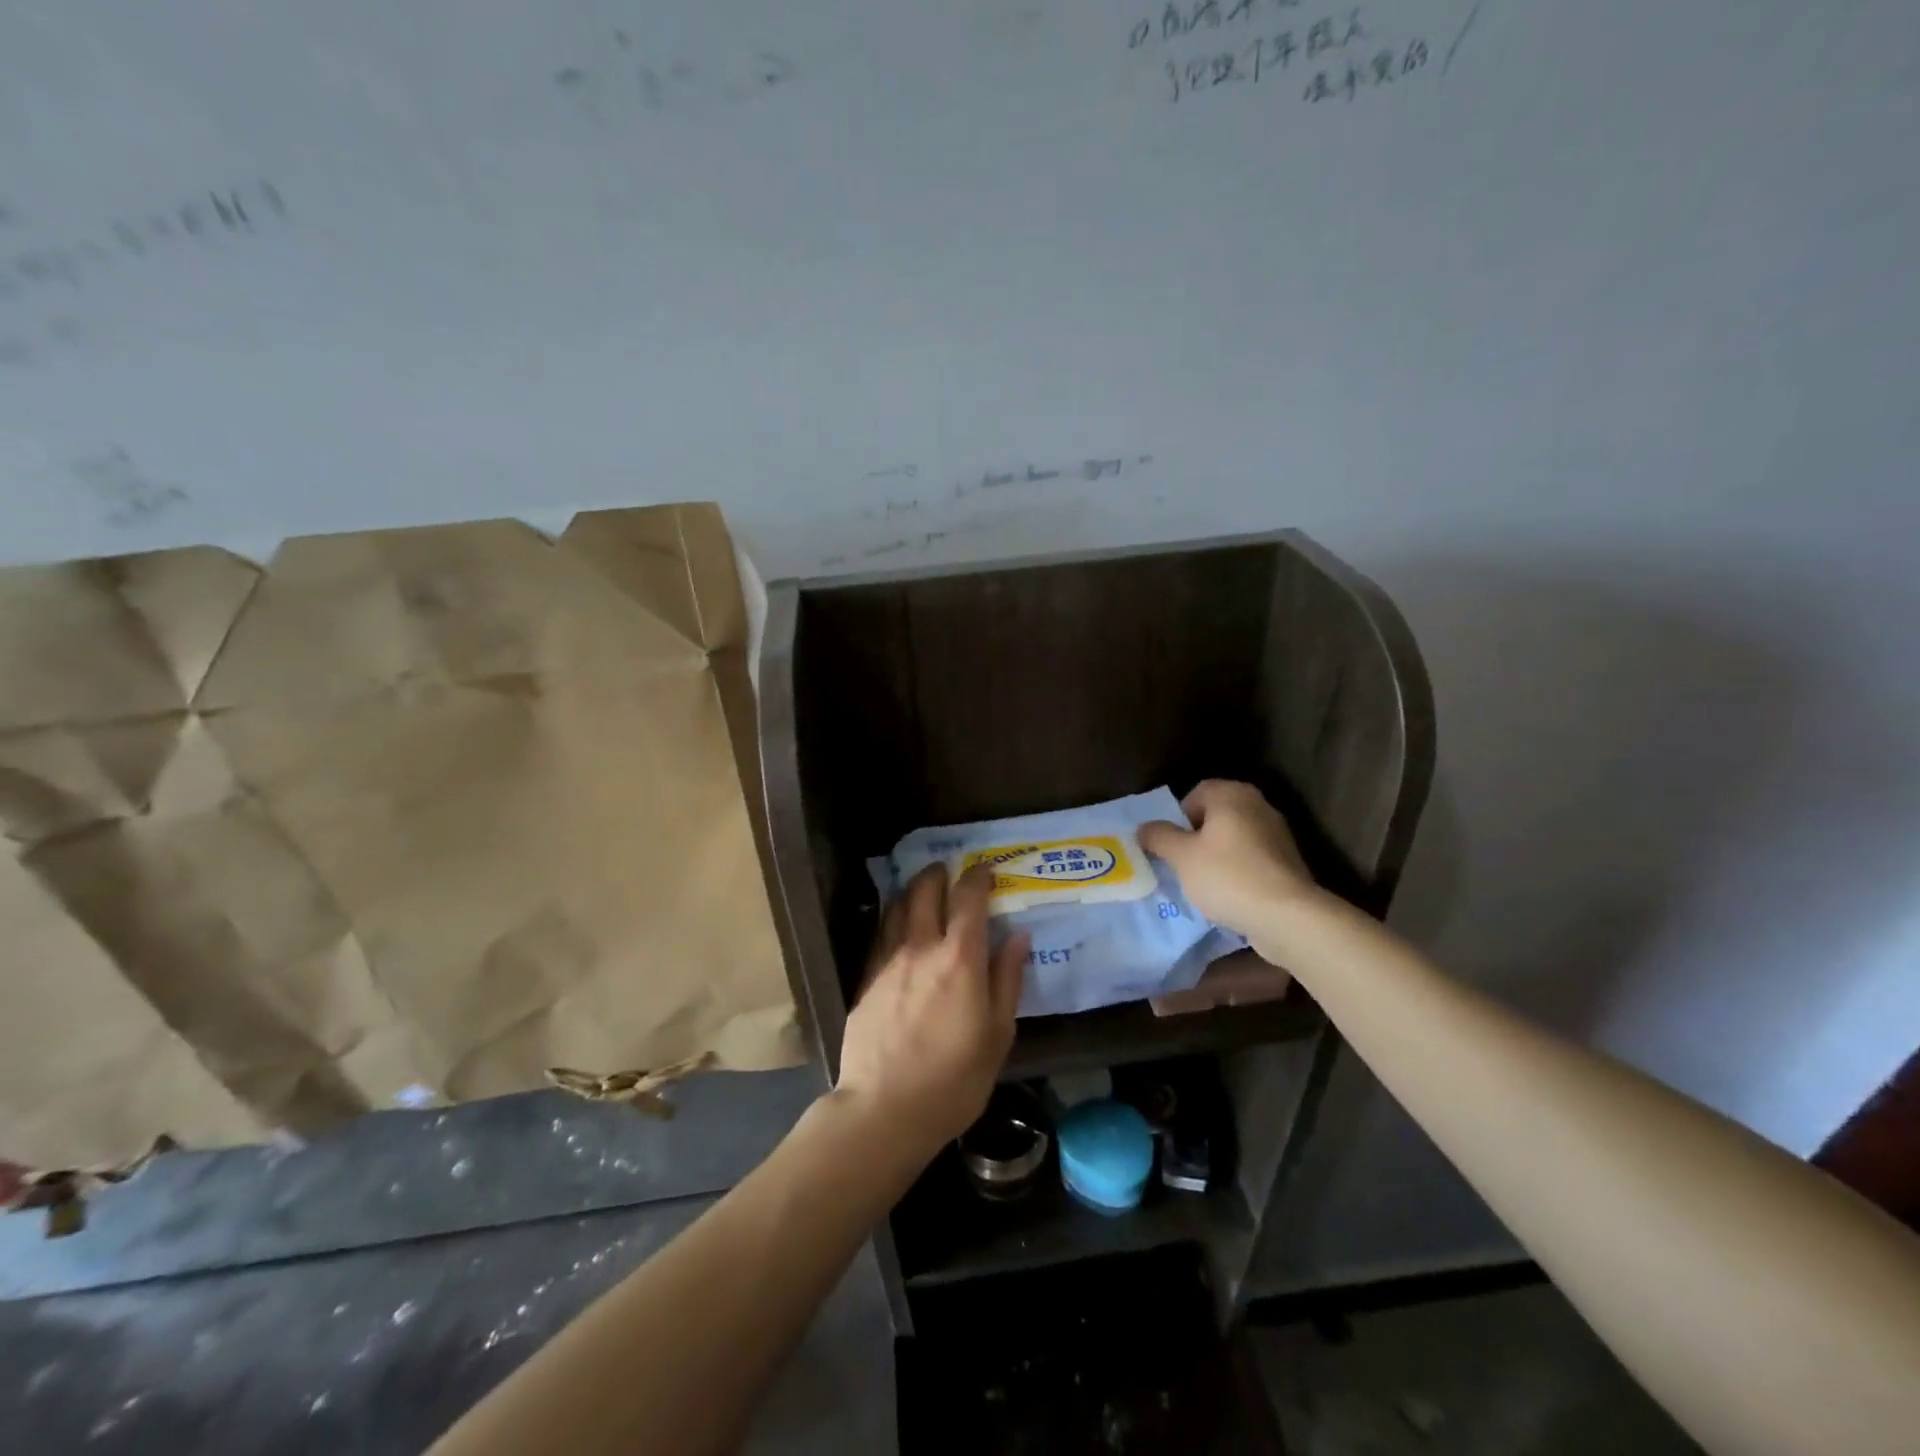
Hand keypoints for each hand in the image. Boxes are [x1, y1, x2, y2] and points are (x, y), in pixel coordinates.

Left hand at [837, 864, 1027, 1163]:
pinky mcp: (866, 977)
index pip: (968, 898)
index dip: (978, 877)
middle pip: (926, 890)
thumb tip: (1018, 936)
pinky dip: (892, 916)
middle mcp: (921, 946)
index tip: (987, 871)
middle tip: (950, 872)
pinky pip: (880, 931)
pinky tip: (897, 923)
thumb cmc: (954, 1079)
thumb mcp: (997, 1035)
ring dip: (913, 890)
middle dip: (940, 874)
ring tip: (923, 889)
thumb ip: (1007, 979)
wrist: (884, 1108)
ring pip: (897, 905)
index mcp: (960, 958)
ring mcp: (888, 960)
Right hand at [1138, 780, 1321, 944]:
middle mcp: (1258, 805)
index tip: (1171, 845)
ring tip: (1203, 883)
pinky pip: (1251, 858)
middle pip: (1216, 815)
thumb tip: (1144, 827)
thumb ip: (1159, 837)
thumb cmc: (1228, 876)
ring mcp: (1277, 833)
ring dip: (1216, 855)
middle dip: (1196, 837)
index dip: (1178, 818)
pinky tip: (1229, 894)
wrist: (1287, 916)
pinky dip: (1237, 870)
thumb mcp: (1182, 856)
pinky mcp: (1287, 861)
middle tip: (1182, 863)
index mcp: (1232, 795)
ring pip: (1233, 838)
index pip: (1196, 793)